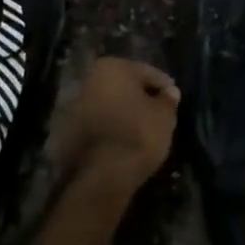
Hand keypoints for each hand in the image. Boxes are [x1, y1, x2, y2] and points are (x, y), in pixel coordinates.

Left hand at [52, 57, 180, 198]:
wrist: (102, 177)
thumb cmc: (138, 135)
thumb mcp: (164, 115)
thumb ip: (168, 100)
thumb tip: (169, 93)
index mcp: (111, 67)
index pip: (147, 72)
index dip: (164, 87)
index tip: (174, 101)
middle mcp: (89, 80)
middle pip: (125, 87)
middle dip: (141, 98)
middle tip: (160, 114)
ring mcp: (75, 107)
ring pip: (110, 106)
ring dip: (125, 114)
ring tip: (144, 131)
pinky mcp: (70, 133)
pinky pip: (100, 125)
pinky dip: (113, 129)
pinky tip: (126, 142)